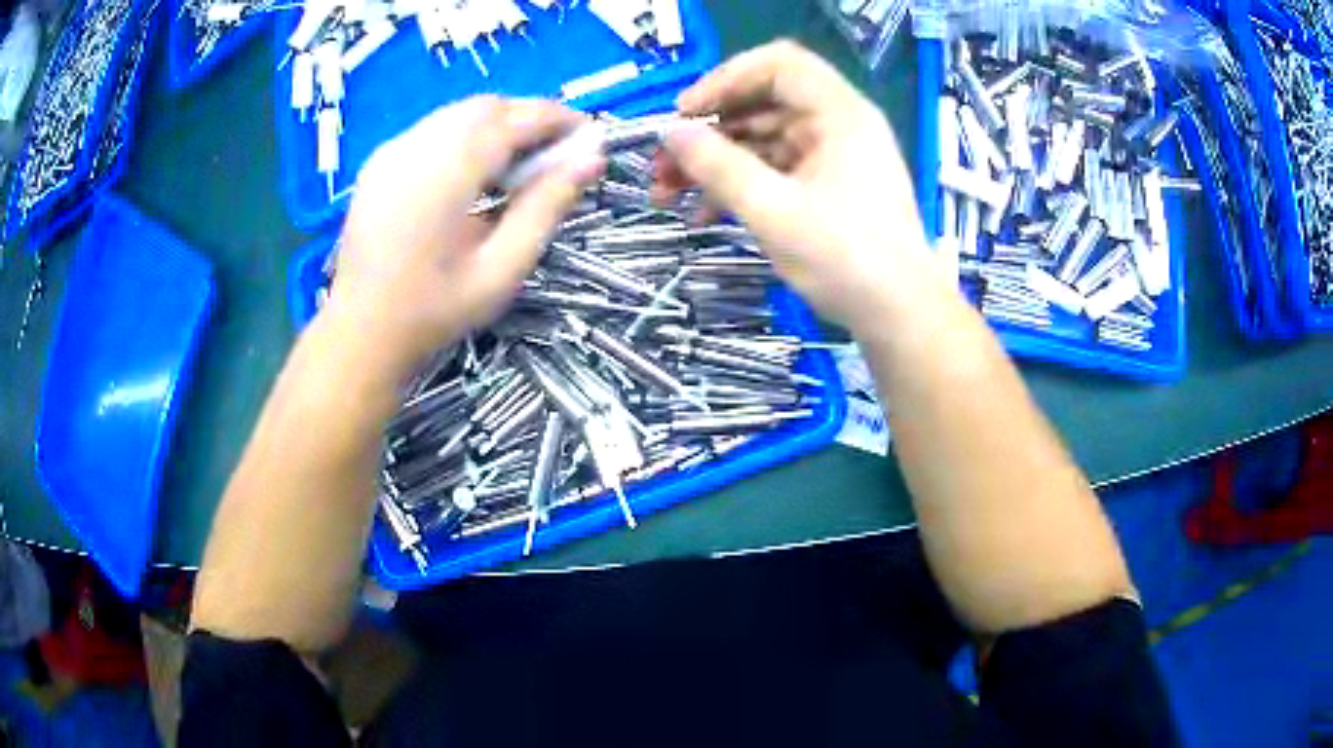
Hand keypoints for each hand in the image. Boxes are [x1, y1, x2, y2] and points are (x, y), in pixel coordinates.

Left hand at [326, 96, 604, 379]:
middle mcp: (416, 147)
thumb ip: (547, 206)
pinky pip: (434, 129)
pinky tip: (477, 168)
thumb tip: (592, 159)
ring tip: (522, 159)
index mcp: (445, 173)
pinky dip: (467, 133)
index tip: (589, 134)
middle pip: (485, 107)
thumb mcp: (502, 268)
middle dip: (529, 116)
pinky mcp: (380, 161)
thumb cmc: (435, 310)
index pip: (513, 120)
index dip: (556, 118)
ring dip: (499, 123)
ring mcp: (392, 151)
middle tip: (558, 149)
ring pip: (458, 113)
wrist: (361, 331)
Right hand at [656, 41, 939, 331]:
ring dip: (714, 163)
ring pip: (761, 141)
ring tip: (666, 194)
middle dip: (708, 132)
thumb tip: (670, 133)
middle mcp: (837, 125)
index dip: (724, 80)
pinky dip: (738, 186)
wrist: (900, 316)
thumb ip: (717, 166)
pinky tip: (703, 215)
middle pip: (762, 104)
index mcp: (838, 113)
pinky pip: (774, 171)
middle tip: (661, 164)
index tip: (685, 114)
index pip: (777, 64)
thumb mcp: (773, 210)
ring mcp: (832, 158)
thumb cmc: (846, 259)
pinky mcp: (827, 188)